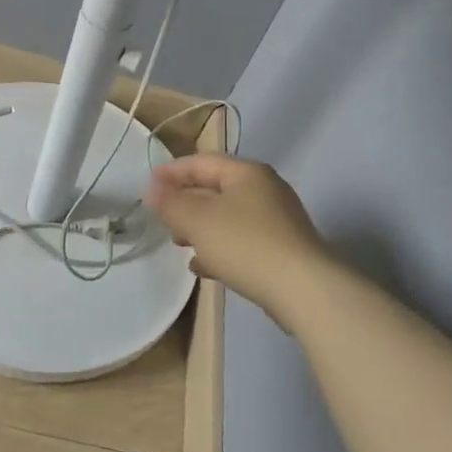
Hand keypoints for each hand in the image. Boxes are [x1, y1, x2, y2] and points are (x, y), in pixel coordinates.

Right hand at [146, 154, 329, 313]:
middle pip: (215, 189)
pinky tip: (203, 266)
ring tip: (178, 243)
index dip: (172, 172)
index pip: (202, 162)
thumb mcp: (198, 220)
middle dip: (185, 202)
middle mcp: (265, 190)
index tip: (148, 185)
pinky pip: (241, 241)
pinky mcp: (282, 249)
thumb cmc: (245, 244)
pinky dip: (219, 248)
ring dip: (200, 227)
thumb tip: (153, 191)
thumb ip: (171, 203)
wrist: (304, 290)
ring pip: (227, 217)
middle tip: (161, 216)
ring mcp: (277, 221)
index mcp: (247, 173)